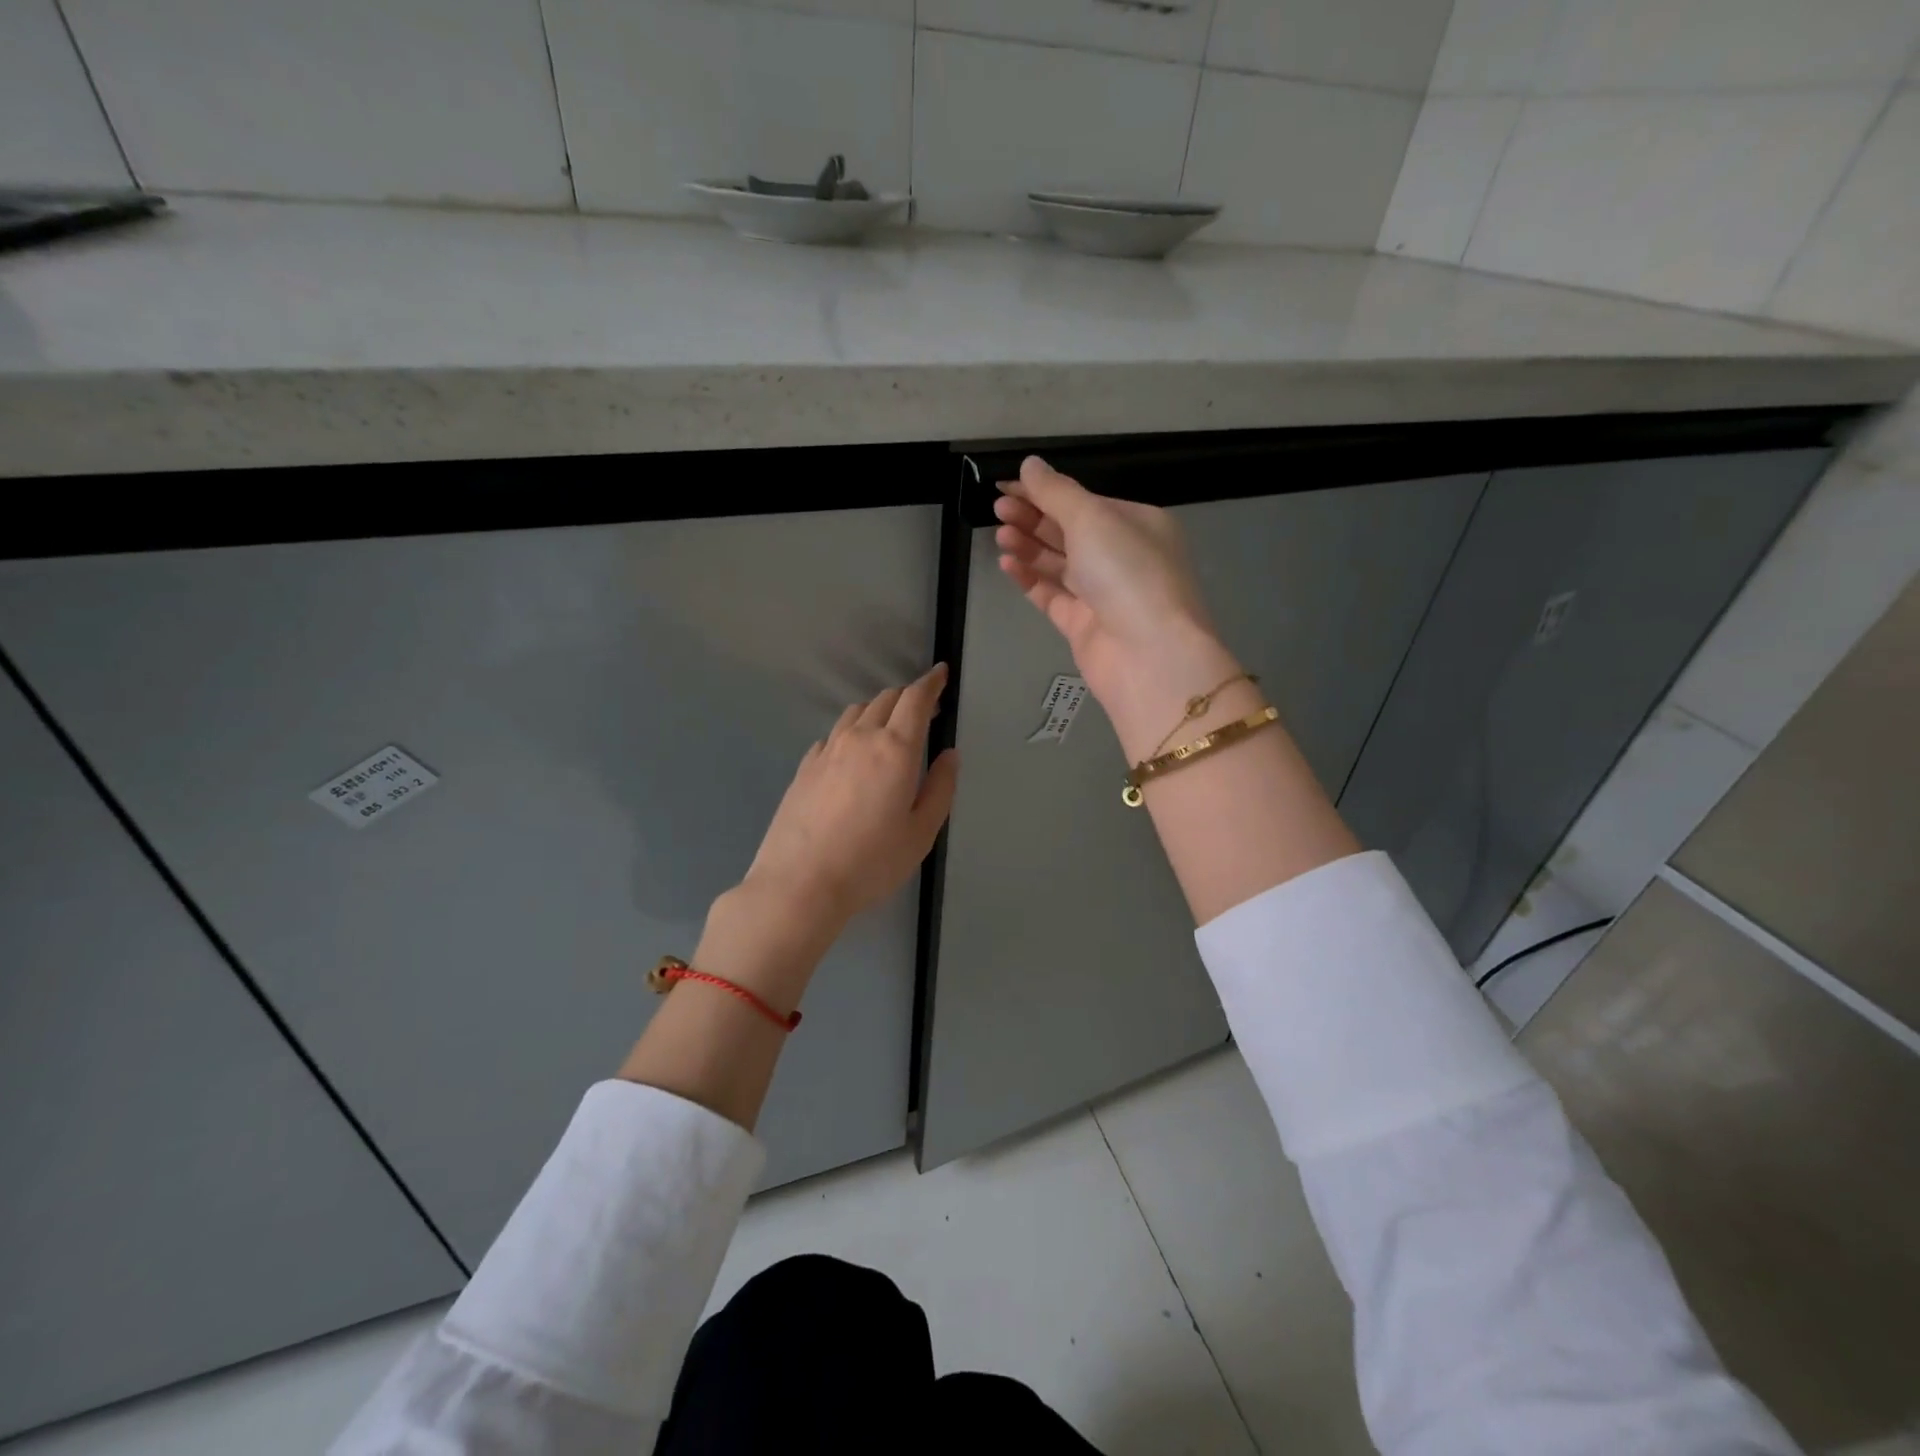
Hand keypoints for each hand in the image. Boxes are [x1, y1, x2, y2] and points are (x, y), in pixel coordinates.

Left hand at [737, 664, 959, 944]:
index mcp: (895, 749)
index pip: (915, 699)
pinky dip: (851, 732)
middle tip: (924, 710)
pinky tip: (852, 755)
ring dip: (878, 710)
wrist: (799, 884)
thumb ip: (940, 788)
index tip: (941, 674)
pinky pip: (833, 735)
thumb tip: (949, 755)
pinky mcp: (804, 767)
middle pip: (885, 699)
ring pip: (855, 712)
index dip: (931, 683)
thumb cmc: (870, 863)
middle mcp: (859, 739)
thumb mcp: (921, 833)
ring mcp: (826, 751)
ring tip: (889, 729)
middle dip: (908, 697)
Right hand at [995, 457, 1243, 758]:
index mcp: (1138, 525)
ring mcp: (1104, 595)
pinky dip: (1030, 578)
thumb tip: (1030, 464)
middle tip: (998, 510)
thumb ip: (1056, 492)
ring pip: (1059, 564)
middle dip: (1034, 518)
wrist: (1148, 655)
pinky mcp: (1084, 626)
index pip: (1085, 502)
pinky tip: (1007, 564)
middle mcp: (1123, 558)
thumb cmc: (1127, 573)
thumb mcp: (1092, 519)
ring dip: (1029, 546)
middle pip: (1071, 531)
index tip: (1006, 487)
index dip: (1045, 492)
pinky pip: (1052, 596)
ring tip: (1000, 535)